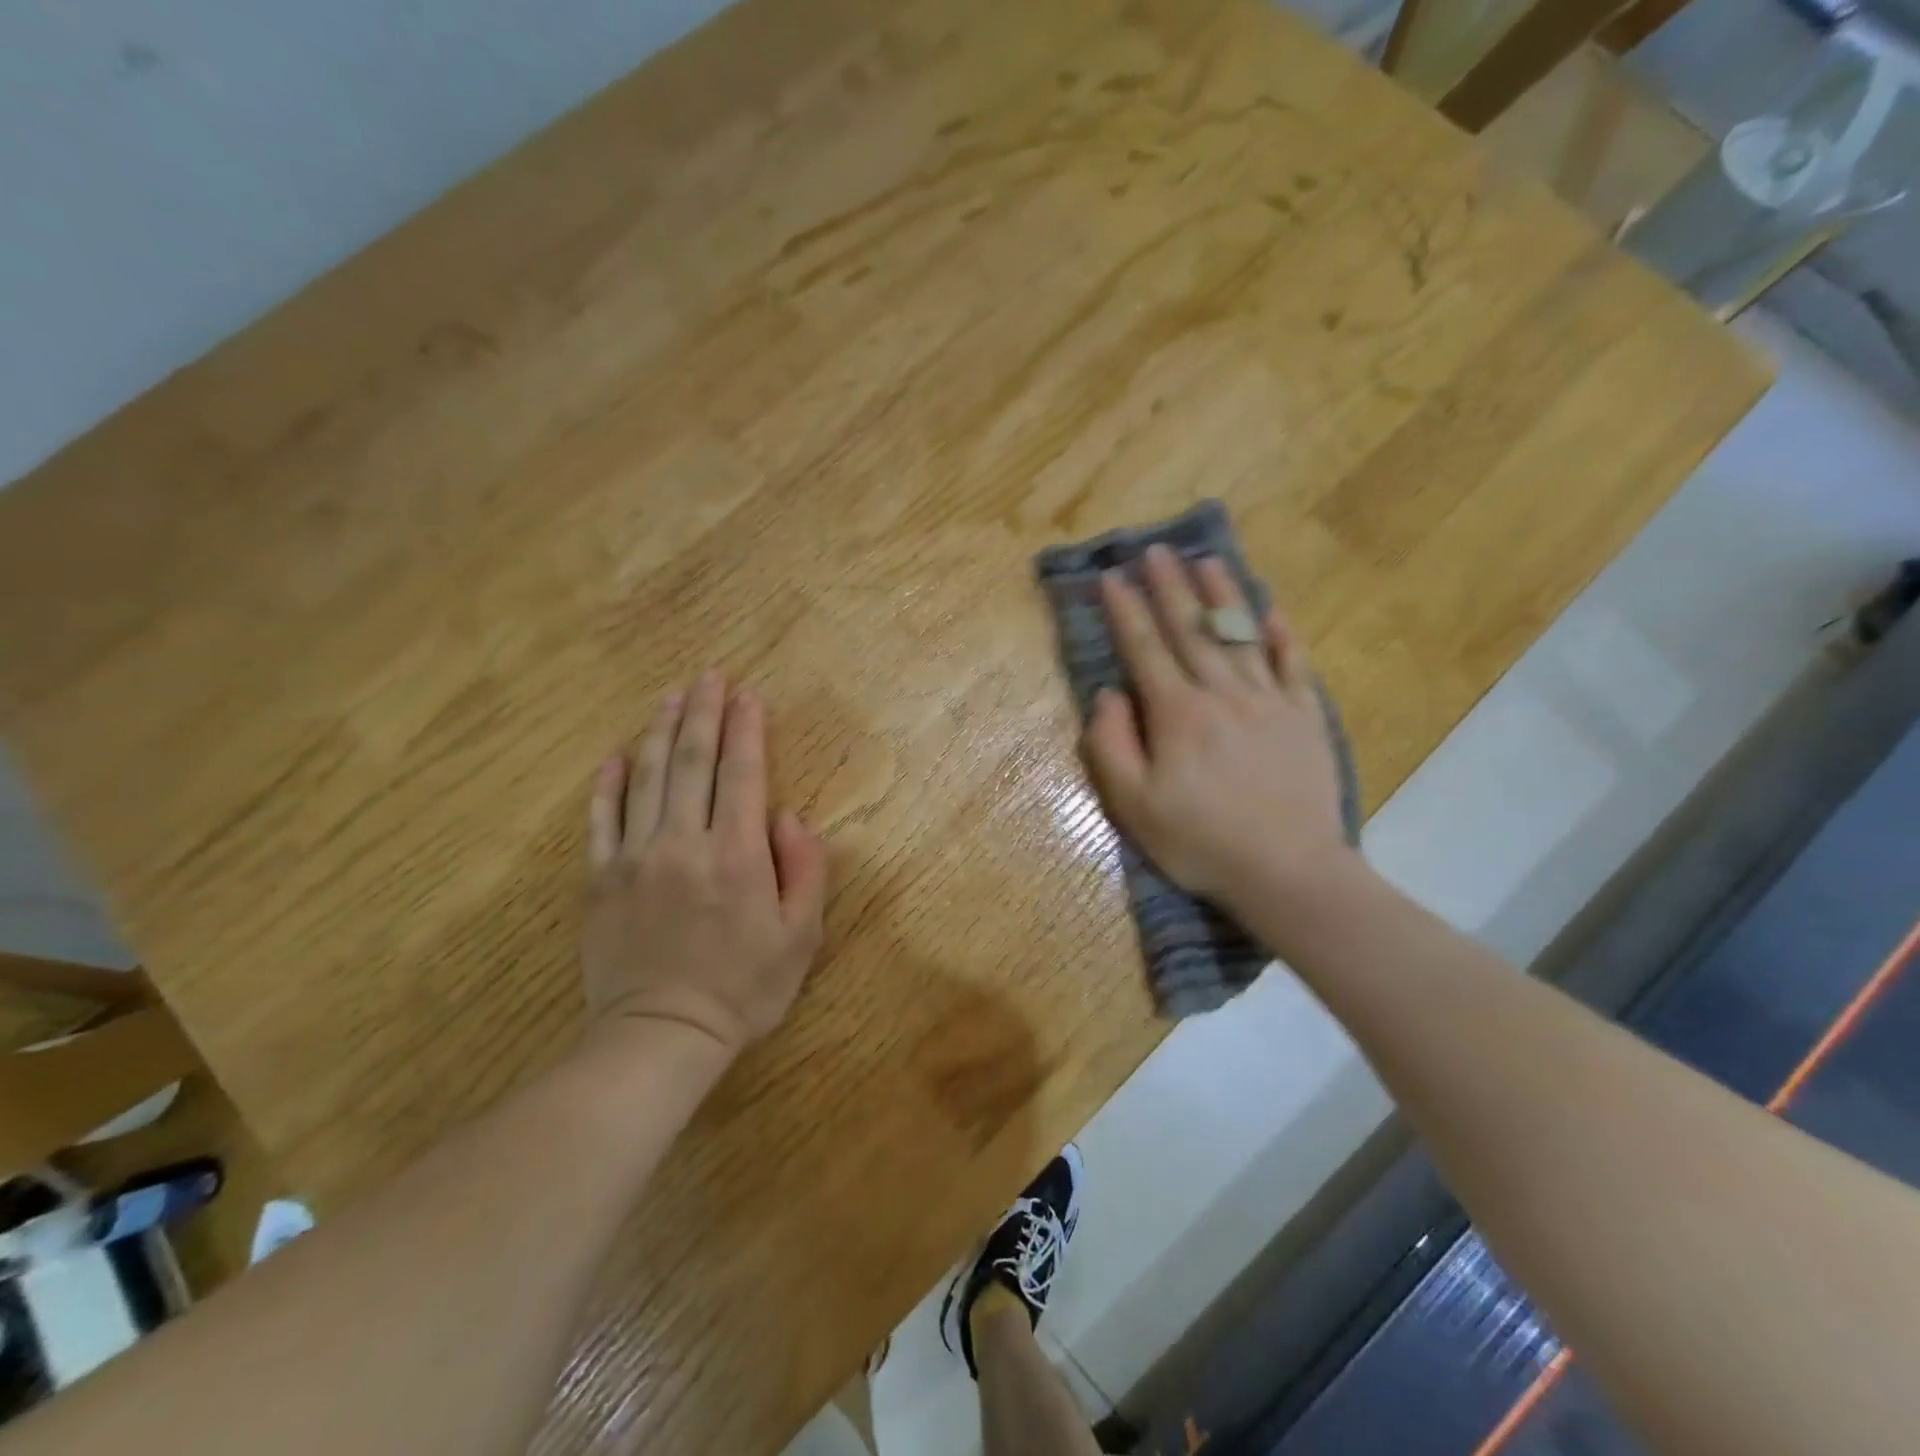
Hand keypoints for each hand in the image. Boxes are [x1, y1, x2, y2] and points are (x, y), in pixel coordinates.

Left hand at [581, 669, 828, 1058]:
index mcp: (737, 854)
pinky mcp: (600, 879)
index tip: (748, 695)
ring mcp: (635, 857)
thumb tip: (791, 816)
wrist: (661, 1036)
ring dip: (659, 731)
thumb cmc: (743, 989)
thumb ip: (805, 870)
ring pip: (646, 778)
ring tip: (670, 696)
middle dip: (703, 713)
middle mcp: (684, 842)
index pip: (742, 773)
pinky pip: (601, 819)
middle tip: (709, 676)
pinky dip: (607, 784)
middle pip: (692, 762)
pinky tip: (614, 756)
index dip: (746, 729)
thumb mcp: (801, 937)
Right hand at [1081, 544, 1355, 918]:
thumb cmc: (1200, 842)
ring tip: (1206, 560)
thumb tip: (1109, 694)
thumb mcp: (1133, 805)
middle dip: (1169, 587)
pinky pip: (1293, 665)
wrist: (1288, 871)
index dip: (1126, 610)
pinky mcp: (1305, 718)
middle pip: (1192, 630)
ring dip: (1221, 595)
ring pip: (1240, 636)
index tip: (1111, 577)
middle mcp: (1222, 694)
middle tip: (1155, 550)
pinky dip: (1281, 636)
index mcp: (1177, 714)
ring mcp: (1269, 702)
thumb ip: (1111, 745)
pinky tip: (1271, 612)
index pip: (1145, 648)